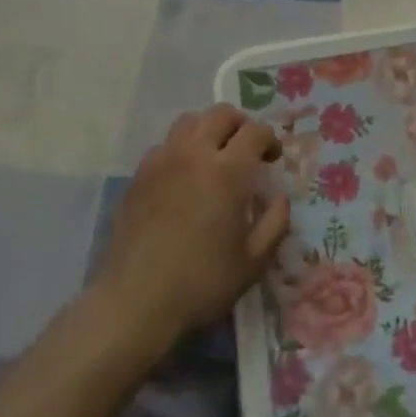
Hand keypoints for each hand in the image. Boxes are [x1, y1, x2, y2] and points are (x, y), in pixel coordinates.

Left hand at [91, 105, 290, 347]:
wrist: (135, 302)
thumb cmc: (201, 283)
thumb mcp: (253, 262)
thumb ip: (275, 224)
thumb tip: (280, 199)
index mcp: (228, 171)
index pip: (255, 132)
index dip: (270, 139)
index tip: (273, 158)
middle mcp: (195, 154)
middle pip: (221, 114)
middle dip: (240, 124)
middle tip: (246, 149)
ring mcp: (162, 161)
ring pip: (189, 121)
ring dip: (208, 129)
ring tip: (214, 154)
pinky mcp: (138, 176)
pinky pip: (164, 145)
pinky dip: (180, 149)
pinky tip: (182, 176)